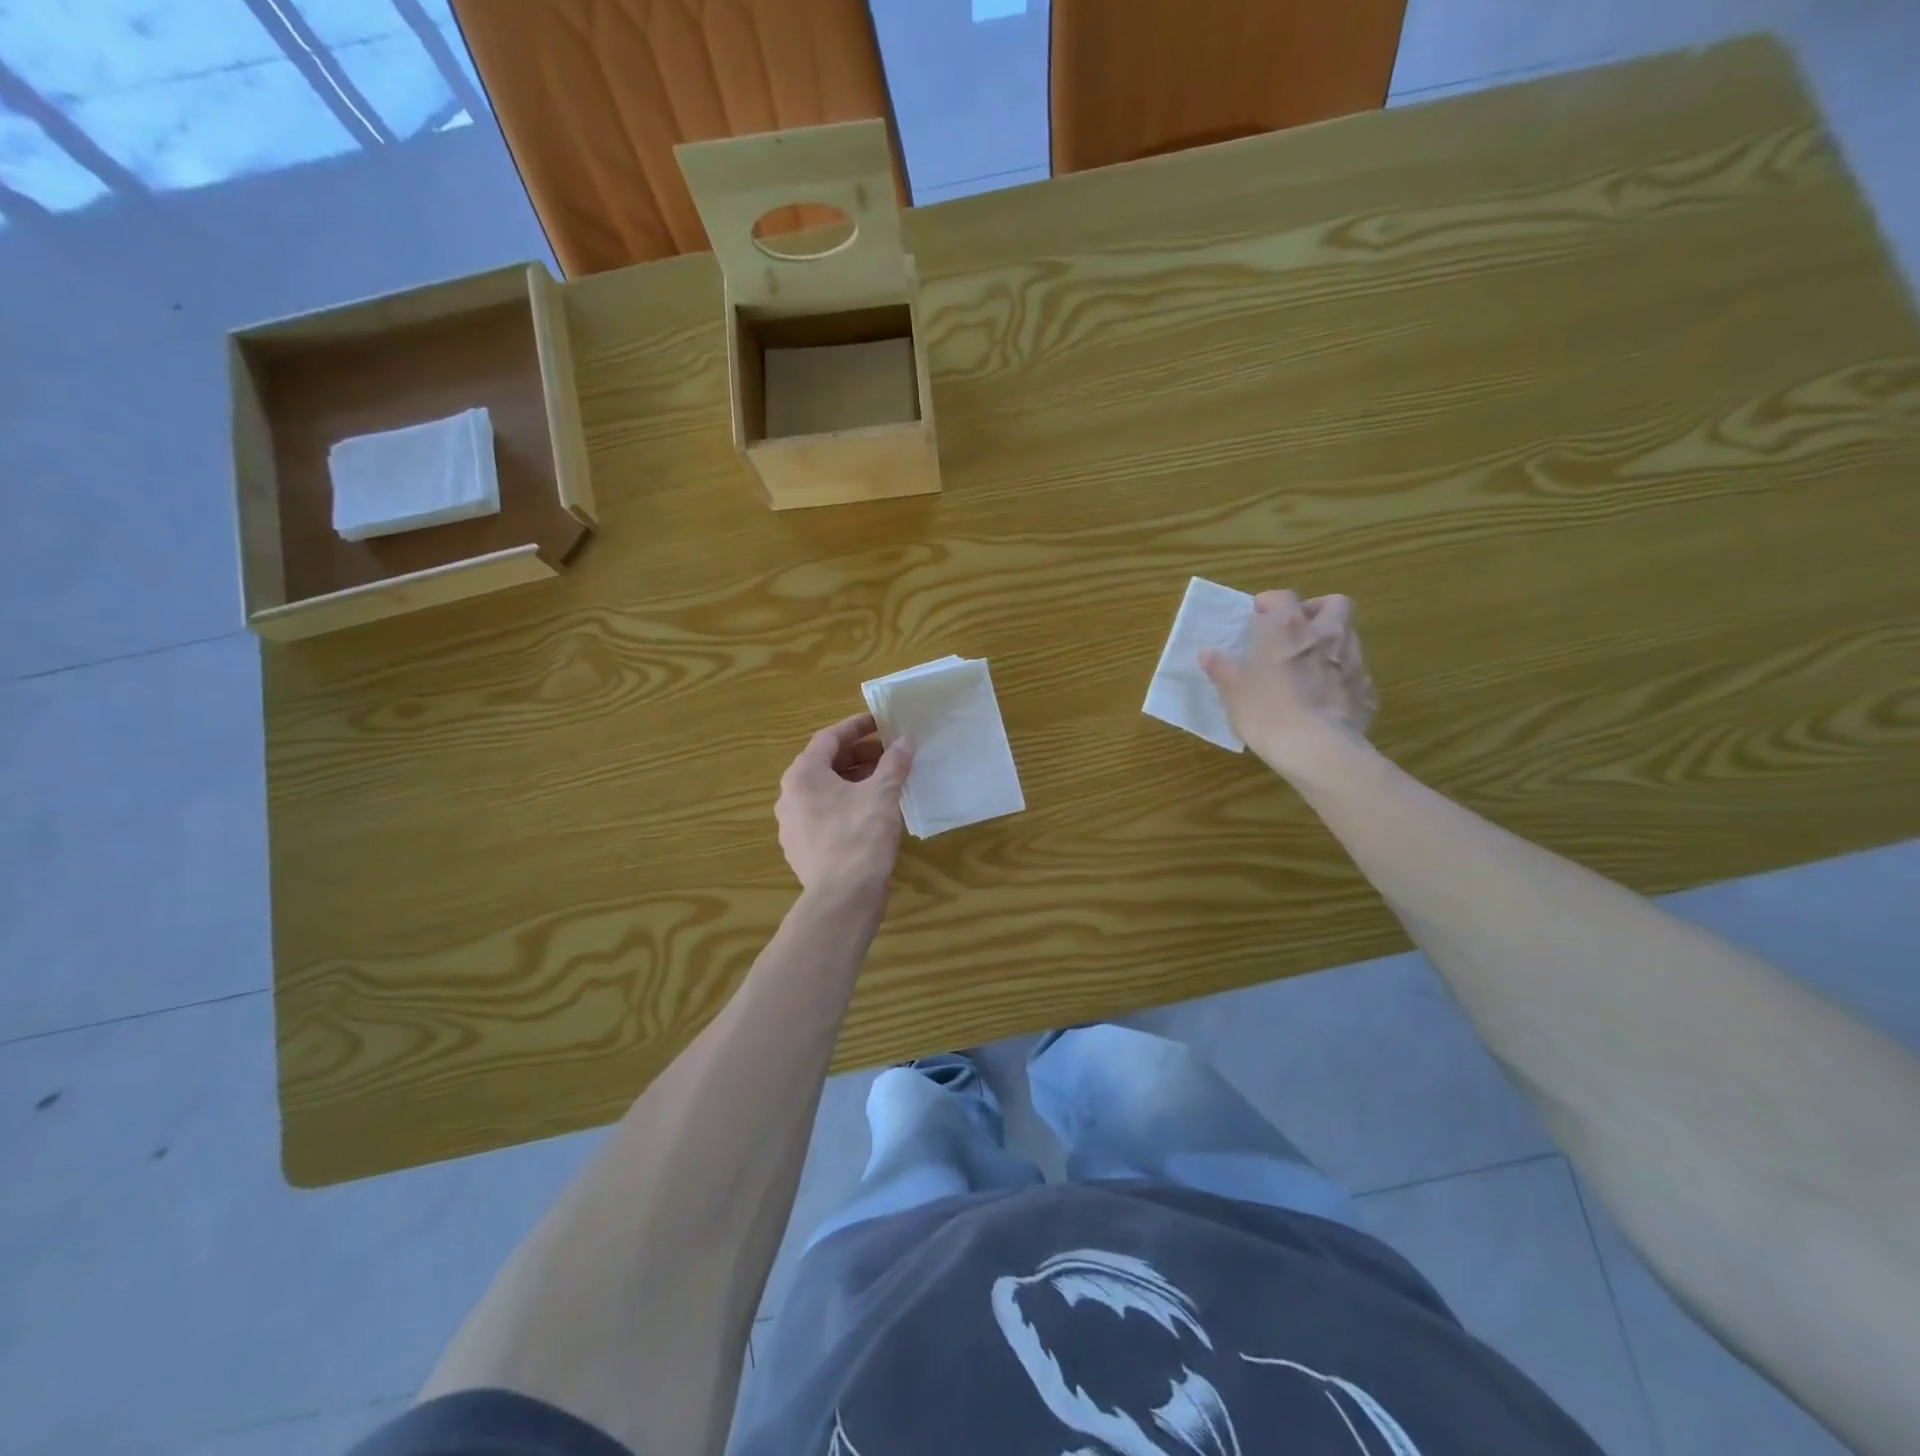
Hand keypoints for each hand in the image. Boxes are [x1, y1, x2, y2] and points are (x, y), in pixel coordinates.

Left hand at [776, 713, 915, 897]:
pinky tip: (871, 811)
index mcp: (802, 775)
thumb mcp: (883, 793)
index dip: (857, 727)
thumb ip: (894, 763)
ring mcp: (792, 825)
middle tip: (889, 752)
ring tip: (885, 780)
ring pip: (825, 791)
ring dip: (854, 780)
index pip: (829, 738)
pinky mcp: (802, 849)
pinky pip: (824, 815)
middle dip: (858, 755)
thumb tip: (905, 740)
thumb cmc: (860, 835)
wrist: (842, 897)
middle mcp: (789, 796)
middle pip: (825, 764)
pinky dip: (846, 804)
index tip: (881, 722)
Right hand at [1201, 590, 1377, 775]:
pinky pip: (1356, 674)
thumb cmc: (1266, 710)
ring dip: (1332, 643)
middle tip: (1297, 629)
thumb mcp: (1233, 690)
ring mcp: (1353, 662)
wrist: (1315, 748)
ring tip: (1311, 665)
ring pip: (1349, 637)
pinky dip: (1342, 678)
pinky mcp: (1367, 691)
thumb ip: (1221, 668)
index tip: (1258, 615)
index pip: (1283, 597)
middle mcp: (1327, 635)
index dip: (1270, 602)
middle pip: (1334, 604)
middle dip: (1317, 610)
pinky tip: (1327, 698)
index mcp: (1289, 628)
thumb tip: (1207, 654)